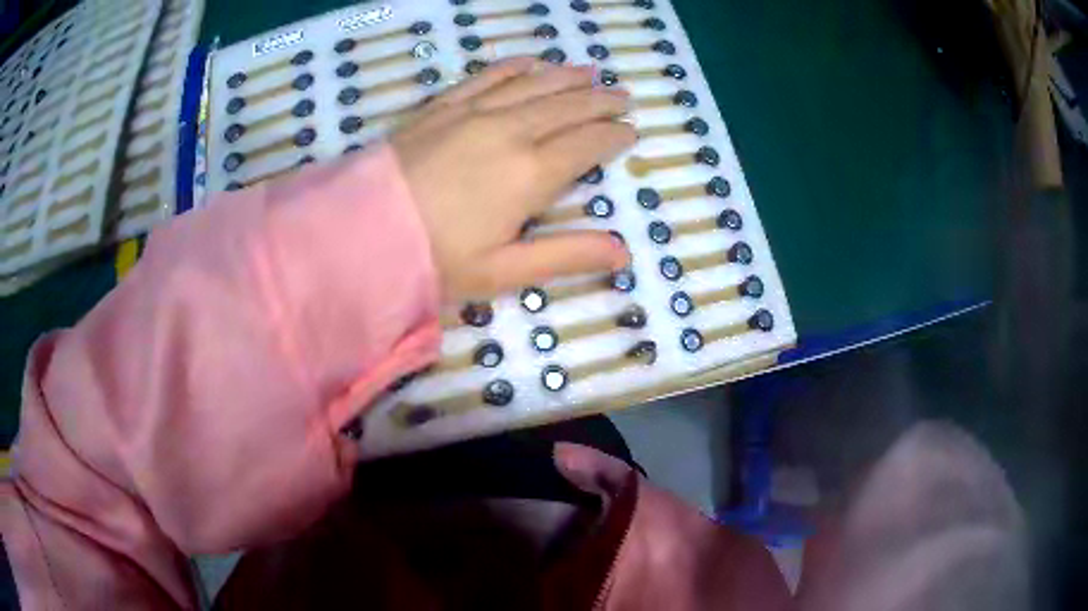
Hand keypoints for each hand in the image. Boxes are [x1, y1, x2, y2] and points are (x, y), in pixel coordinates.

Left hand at [391, 58, 635, 302]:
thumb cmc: (434, 258)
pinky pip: (488, 77)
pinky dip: (515, 67)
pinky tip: (531, 61)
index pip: (587, 144)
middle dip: (601, 100)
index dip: (614, 135)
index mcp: (531, 174)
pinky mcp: (443, 106)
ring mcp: (474, 112)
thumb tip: (624, 253)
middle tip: (623, 96)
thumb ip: (567, 256)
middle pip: (568, 106)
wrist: (359, 232)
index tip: (631, 131)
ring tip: (590, 72)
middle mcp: (510, 131)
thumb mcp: (503, 271)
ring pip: (534, 84)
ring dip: (567, 77)